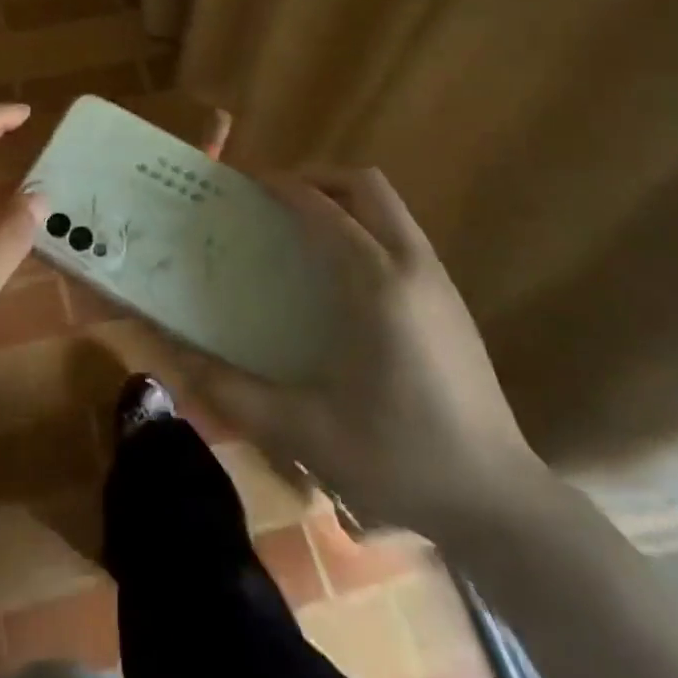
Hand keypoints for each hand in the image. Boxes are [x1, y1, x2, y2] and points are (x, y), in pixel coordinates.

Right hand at [179, 167, 544, 536]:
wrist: (497, 499)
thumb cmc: (399, 459)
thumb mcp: (307, 431)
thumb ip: (236, 393)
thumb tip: (180, 363)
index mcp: (377, 285)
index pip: (324, 209)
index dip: (283, 187)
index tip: (247, 184)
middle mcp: (412, 266)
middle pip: (366, 185)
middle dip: (318, 178)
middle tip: (277, 197)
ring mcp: (438, 279)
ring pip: (389, 204)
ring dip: (344, 197)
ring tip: (303, 225)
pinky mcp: (451, 298)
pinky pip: (401, 231)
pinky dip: (366, 223)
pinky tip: (342, 270)